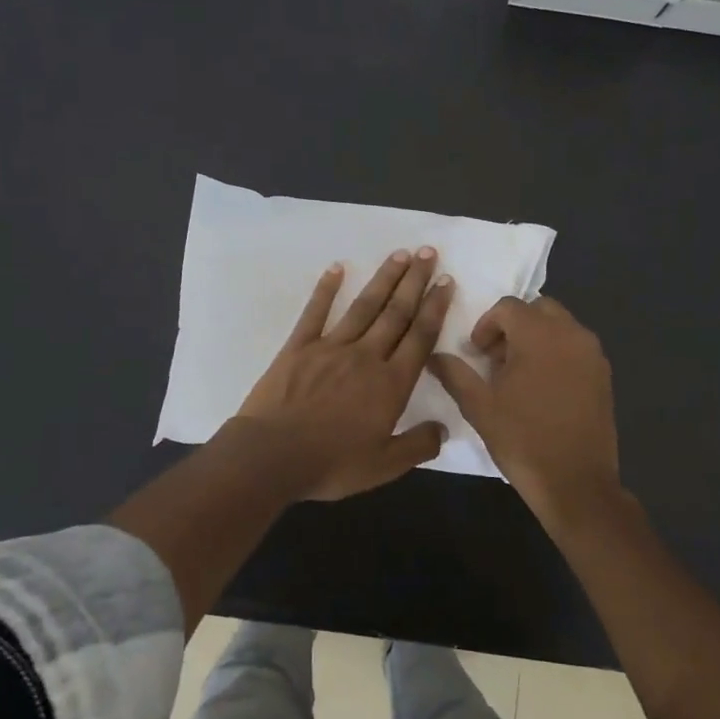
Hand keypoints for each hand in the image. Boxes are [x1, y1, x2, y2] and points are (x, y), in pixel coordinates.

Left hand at [233, 248, 452, 501]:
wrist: (272, 456)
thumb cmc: (331, 463)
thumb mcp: (384, 465)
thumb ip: (418, 445)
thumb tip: (445, 428)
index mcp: (390, 384)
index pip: (420, 337)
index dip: (435, 308)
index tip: (446, 281)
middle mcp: (366, 356)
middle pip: (396, 313)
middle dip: (415, 282)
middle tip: (429, 253)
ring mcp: (331, 347)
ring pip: (364, 306)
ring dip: (384, 279)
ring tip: (400, 254)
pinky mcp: (299, 347)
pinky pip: (315, 312)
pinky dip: (326, 289)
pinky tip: (337, 267)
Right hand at [430, 296, 626, 531]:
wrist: (576, 483)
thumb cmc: (523, 440)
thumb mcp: (479, 407)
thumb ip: (455, 374)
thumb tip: (434, 356)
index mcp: (539, 334)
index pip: (508, 307)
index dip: (486, 325)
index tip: (476, 353)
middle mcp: (571, 333)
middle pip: (537, 309)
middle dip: (513, 326)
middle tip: (496, 359)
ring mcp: (593, 354)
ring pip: (560, 326)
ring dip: (536, 338)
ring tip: (518, 374)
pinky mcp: (604, 374)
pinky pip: (575, 347)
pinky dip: (556, 353)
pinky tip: (543, 388)